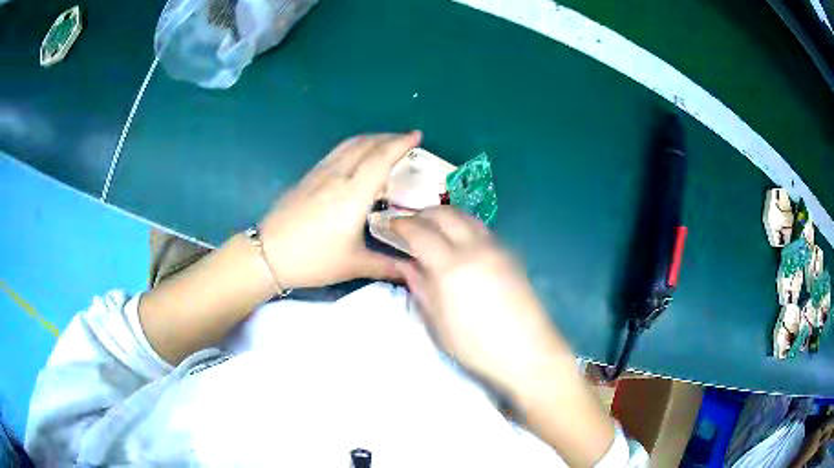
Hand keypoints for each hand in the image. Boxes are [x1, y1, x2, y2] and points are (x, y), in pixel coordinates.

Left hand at [259, 132, 420, 289]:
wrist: (268, 254)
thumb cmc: (313, 259)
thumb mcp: (353, 265)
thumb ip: (387, 266)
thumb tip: (413, 271)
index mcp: (353, 194)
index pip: (381, 158)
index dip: (401, 143)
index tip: (417, 135)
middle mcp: (337, 176)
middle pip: (366, 144)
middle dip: (389, 137)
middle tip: (406, 140)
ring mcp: (319, 174)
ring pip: (349, 145)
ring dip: (371, 139)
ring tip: (385, 143)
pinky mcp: (307, 177)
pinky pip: (336, 152)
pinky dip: (354, 147)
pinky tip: (356, 158)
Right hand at [392, 207, 570, 396]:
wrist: (527, 352)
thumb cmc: (477, 346)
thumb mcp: (439, 322)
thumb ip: (421, 287)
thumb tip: (407, 265)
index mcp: (452, 267)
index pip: (420, 232)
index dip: (402, 225)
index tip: (390, 225)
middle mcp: (475, 248)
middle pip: (446, 214)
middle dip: (423, 214)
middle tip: (409, 223)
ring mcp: (497, 248)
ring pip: (467, 217)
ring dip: (446, 216)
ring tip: (433, 228)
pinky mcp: (511, 254)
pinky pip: (482, 229)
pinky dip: (464, 227)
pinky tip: (459, 242)